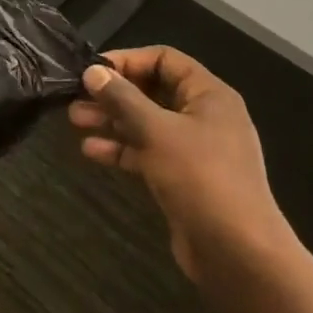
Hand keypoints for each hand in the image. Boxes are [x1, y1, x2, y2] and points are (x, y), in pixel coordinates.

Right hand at [68, 47, 288, 280]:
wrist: (237, 252)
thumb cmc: (201, 178)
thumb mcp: (157, 131)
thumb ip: (123, 99)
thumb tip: (93, 71)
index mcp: (209, 95)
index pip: (165, 60)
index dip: (128, 61)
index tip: (93, 71)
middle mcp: (203, 116)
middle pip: (153, 91)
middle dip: (114, 94)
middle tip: (75, 99)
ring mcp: (194, 149)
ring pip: (147, 124)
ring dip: (112, 121)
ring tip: (75, 121)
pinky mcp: (183, 178)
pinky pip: (148, 152)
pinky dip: (122, 149)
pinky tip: (92, 152)